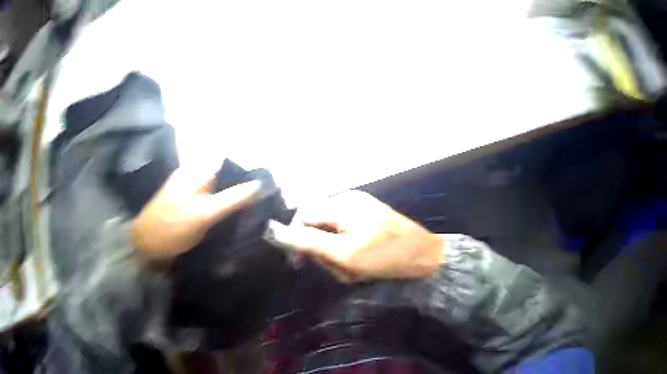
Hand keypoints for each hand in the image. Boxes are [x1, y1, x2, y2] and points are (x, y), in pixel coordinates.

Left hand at [131, 168, 263, 257]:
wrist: (146, 247)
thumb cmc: (172, 227)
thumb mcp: (203, 213)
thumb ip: (231, 199)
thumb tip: (259, 185)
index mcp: (196, 172)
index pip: (229, 165)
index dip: (248, 174)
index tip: (267, 189)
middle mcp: (195, 178)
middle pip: (226, 179)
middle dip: (244, 190)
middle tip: (263, 205)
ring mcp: (192, 194)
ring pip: (221, 194)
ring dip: (235, 203)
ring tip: (254, 214)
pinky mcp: (191, 209)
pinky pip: (213, 206)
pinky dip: (225, 212)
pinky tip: (235, 223)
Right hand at [265, 190, 442, 280]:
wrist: (426, 257)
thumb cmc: (385, 255)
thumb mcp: (343, 253)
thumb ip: (307, 241)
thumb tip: (272, 230)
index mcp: (341, 203)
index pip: (303, 217)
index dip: (297, 240)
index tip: (300, 264)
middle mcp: (348, 200)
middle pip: (317, 225)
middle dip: (323, 251)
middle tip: (339, 269)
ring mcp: (361, 209)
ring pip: (331, 234)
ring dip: (336, 256)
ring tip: (353, 271)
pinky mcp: (369, 220)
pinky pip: (346, 235)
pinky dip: (348, 253)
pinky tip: (361, 266)